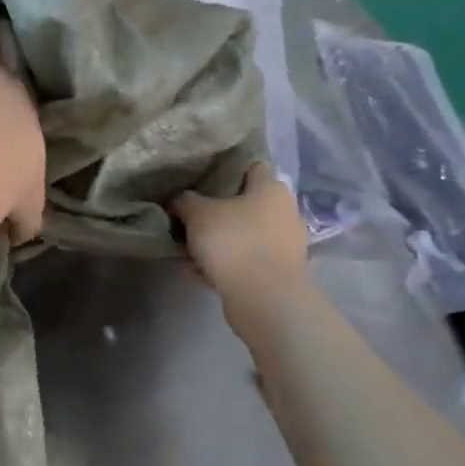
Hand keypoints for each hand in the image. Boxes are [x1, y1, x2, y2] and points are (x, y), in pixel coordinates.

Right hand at [172, 163, 305, 291]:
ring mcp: (284, 244)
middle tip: (189, 215)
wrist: (264, 299)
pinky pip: (244, 260)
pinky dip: (224, 264)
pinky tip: (197, 272)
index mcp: (272, 189)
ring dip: (219, 241)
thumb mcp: (197, 214)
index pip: (250, 166)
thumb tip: (180, 199)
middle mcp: (284, 212)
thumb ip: (184, 201)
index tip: (199, 178)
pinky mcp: (278, 271)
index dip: (224, 169)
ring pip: (243, 234)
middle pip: (245, 203)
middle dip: (218, 210)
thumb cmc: (234, 243)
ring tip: (188, 249)